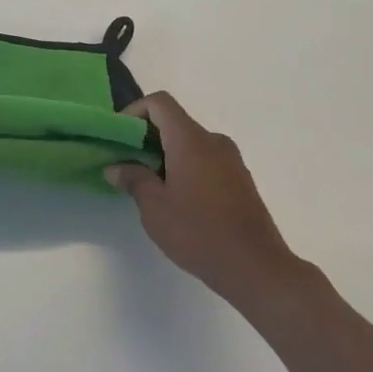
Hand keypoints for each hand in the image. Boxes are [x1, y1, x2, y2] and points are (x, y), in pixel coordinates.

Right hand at [106, 92, 303, 301]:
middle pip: (174, 122)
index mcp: (190, 140)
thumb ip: (133, 180)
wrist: (256, 268)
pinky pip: (206, 159)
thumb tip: (116, 167)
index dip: (134, 110)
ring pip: (191, 142)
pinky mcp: (241, 179)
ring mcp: (232, 160)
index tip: (120, 137)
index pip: (159, 103)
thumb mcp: (155, 208)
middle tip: (128, 163)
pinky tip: (179, 199)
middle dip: (147, 137)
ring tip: (151, 185)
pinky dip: (186, 166)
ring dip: (167, 153)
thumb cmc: (199, 233)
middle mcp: (213, 141)